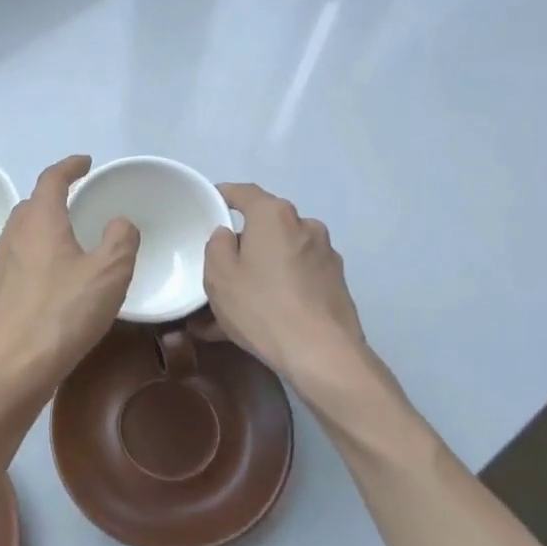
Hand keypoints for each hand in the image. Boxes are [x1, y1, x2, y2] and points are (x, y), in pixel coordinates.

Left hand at [0, 156, 138, 397]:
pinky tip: (44, 283)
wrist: (12, 367)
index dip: (70, 167)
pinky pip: (13, 264)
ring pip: (19, 235)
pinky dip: (31, 260)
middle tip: (76, 205)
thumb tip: (119, 222)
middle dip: (53, 199)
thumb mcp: (110, 274)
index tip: (85, 163)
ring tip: (63, 244)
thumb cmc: (64, 314)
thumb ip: (121, 240)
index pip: (51, 179)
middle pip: (30, 205)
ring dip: (40, 231)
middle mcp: (12, 236)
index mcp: (39, 222)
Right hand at [204, 183, 367, 388]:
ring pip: (281, 256)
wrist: (322, 353)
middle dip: (244, 243)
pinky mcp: (336, 283)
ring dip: (261, 272)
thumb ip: (217, 246)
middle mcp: (305, 226)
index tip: (209, 203)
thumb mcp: (219, 277)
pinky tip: (262, 319)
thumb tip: (228, 235)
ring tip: (237, 305)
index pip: (244, 193)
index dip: (224, 195)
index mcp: (274, 216)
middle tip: (221, 268)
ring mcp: (326, 255)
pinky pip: (297, 278)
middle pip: (266, 226)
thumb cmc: (262, 307)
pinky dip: (279, 289)